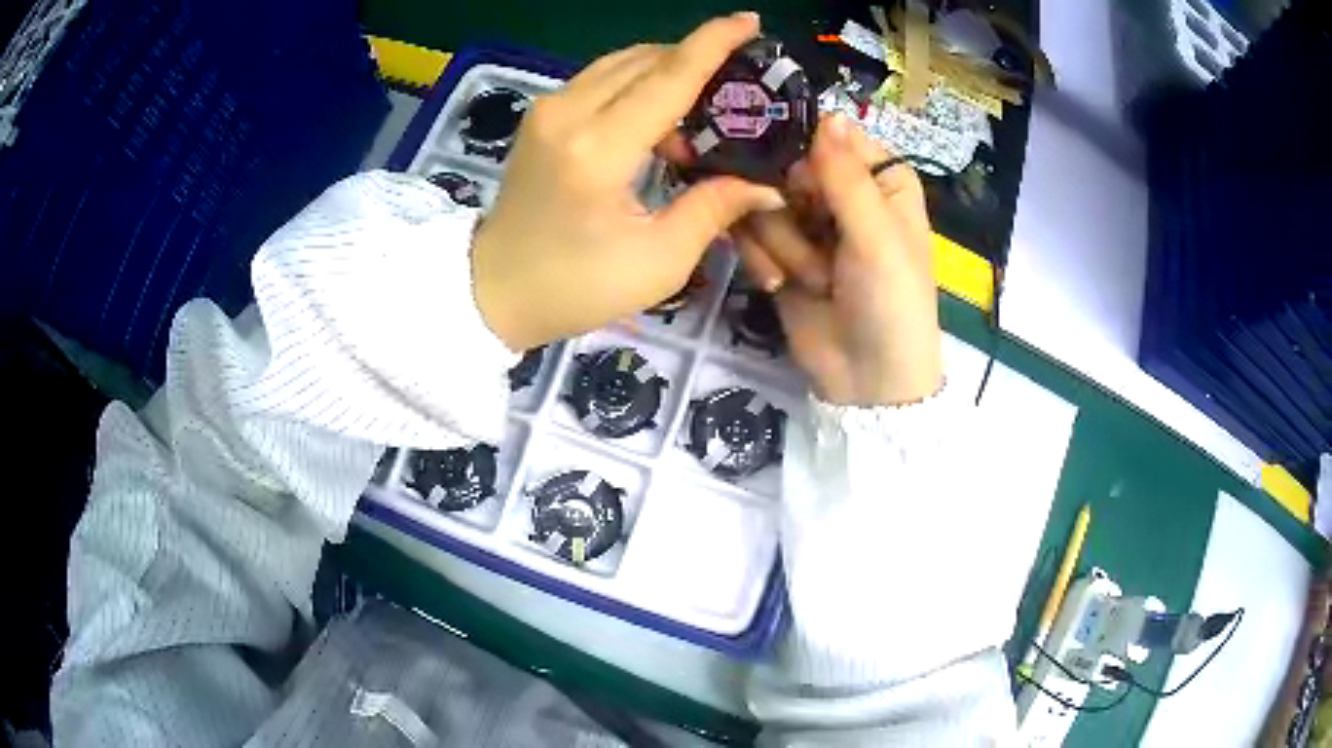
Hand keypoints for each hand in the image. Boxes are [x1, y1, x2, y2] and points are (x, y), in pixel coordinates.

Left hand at [471, 13, 783, 351]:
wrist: (493, 290)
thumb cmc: (574, 287)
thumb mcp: (657, 262)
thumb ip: (713, 210)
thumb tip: (765, 184)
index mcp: (599, 150)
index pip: (668, 76)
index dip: (713, 43)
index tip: (750, 21)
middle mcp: (568, 113)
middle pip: (646, 60)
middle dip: (697, 59)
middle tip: (739, 84)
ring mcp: (547, 109)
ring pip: (622, 63)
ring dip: (667, 72)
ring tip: (702, 109)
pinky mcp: (540, 116)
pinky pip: (601, 78)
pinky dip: (638, 84)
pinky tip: (659, 117)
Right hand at [733, 114, 942, 405]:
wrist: (865, 381)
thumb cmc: (891, 302)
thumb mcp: (877, 236)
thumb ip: (845, 176)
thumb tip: (827, 112)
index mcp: (881, 181)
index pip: (833, 138)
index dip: (812, 154)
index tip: (801, 179)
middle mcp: (842, 194)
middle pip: (788, 166)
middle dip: (794, 211)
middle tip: (817, 248)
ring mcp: (806, 223)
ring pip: (762, 200)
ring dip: (783, 246)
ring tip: (812, 280)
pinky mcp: (777, 251)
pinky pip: (748, 233)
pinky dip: (763, 261)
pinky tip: (780, 285)